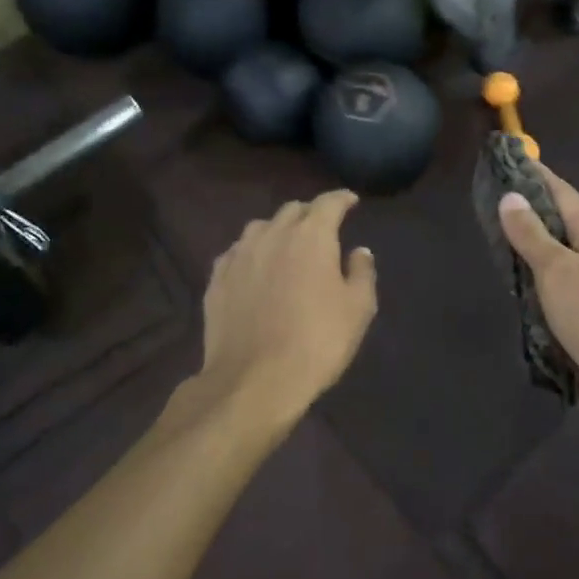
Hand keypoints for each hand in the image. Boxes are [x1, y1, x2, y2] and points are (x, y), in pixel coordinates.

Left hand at [198, 191, 378, 419]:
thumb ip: (361, 272)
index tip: (350, 202)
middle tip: (322, 229)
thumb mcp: (358, 309)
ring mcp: (239, 255)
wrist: (254, 379)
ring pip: (260, 227)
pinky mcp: (216, 279)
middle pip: (292, 210)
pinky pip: (237, 252)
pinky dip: (252, 253)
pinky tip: (255, 269)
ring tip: (286, 246)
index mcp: (311, 236)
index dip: (342, 199)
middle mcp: (271, 234)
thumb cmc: (317, 341)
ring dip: (277, 230)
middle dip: (310, 214)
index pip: (328, 203)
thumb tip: (358, 251)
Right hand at [497, 166, 578, 434]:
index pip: (561, 193)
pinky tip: (513, 281)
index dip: (537, 175)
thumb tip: (511, 197)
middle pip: (558, 222)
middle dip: (528, 208)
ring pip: (554, 255)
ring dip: (528, 245)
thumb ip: (532, 235)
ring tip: (494, 235)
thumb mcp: (558, 270)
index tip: (510, 159)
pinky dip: (532, 278)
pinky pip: (553, 285)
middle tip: (490, 199)